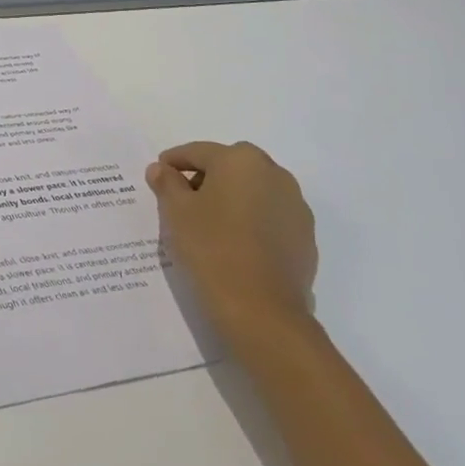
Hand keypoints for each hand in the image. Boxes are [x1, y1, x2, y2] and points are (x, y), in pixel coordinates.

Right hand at [147, 141, 317, 341]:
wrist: (263, 312)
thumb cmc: (212, 248)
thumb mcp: (176, 211)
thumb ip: (167, 183)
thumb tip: (161, 169)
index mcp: (240, 160)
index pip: (198, 152)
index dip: (173, 162)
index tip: (159, 175)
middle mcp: (274, 174)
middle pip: (229, 167)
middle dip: (205, 178)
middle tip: (182, 200)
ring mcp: (296, 207)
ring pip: (253, 191)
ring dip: (231, 199)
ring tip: (209, 225)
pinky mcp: (306, 238)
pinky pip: (270, 217)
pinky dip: (251, 222)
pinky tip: (234, 244)